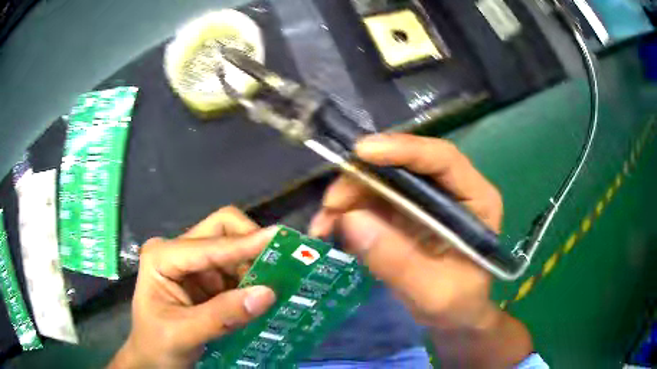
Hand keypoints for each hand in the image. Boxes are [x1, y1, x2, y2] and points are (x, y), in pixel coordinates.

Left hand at [110, 207, 276, 367]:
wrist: (153, 361)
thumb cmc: (157, 346)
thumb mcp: (184, 334)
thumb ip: (223, 316)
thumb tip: (268, 293)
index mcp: (162, 256)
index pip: (208, 244)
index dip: (245, 243)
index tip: (281, 240)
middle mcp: (178, 252)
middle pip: (221, 230)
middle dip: (251, 245)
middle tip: (282, 264)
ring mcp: (194, 265)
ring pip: (234, 250)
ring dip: (257, 265)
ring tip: (281, 283)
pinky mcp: (207, 280)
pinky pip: (237, 271)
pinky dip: (254, 280)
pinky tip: (266, 294)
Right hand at [309, 133, 530, 365]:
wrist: (453, 316)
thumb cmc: (457, 305)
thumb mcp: (432, 292)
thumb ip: (396, 260)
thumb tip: (349, 219)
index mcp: (477, 199)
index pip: (443, 159)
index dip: (404, 149)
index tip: (362, 153)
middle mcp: (452, 190)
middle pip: (406, 165)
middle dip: (364, 178)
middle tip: (331, 204)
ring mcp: (426, 199)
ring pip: (383, 179)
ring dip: (349, 196)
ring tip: (323, 224)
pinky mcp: (406, 211)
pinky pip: (372, 199)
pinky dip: (348, 210)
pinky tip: (331, 229)